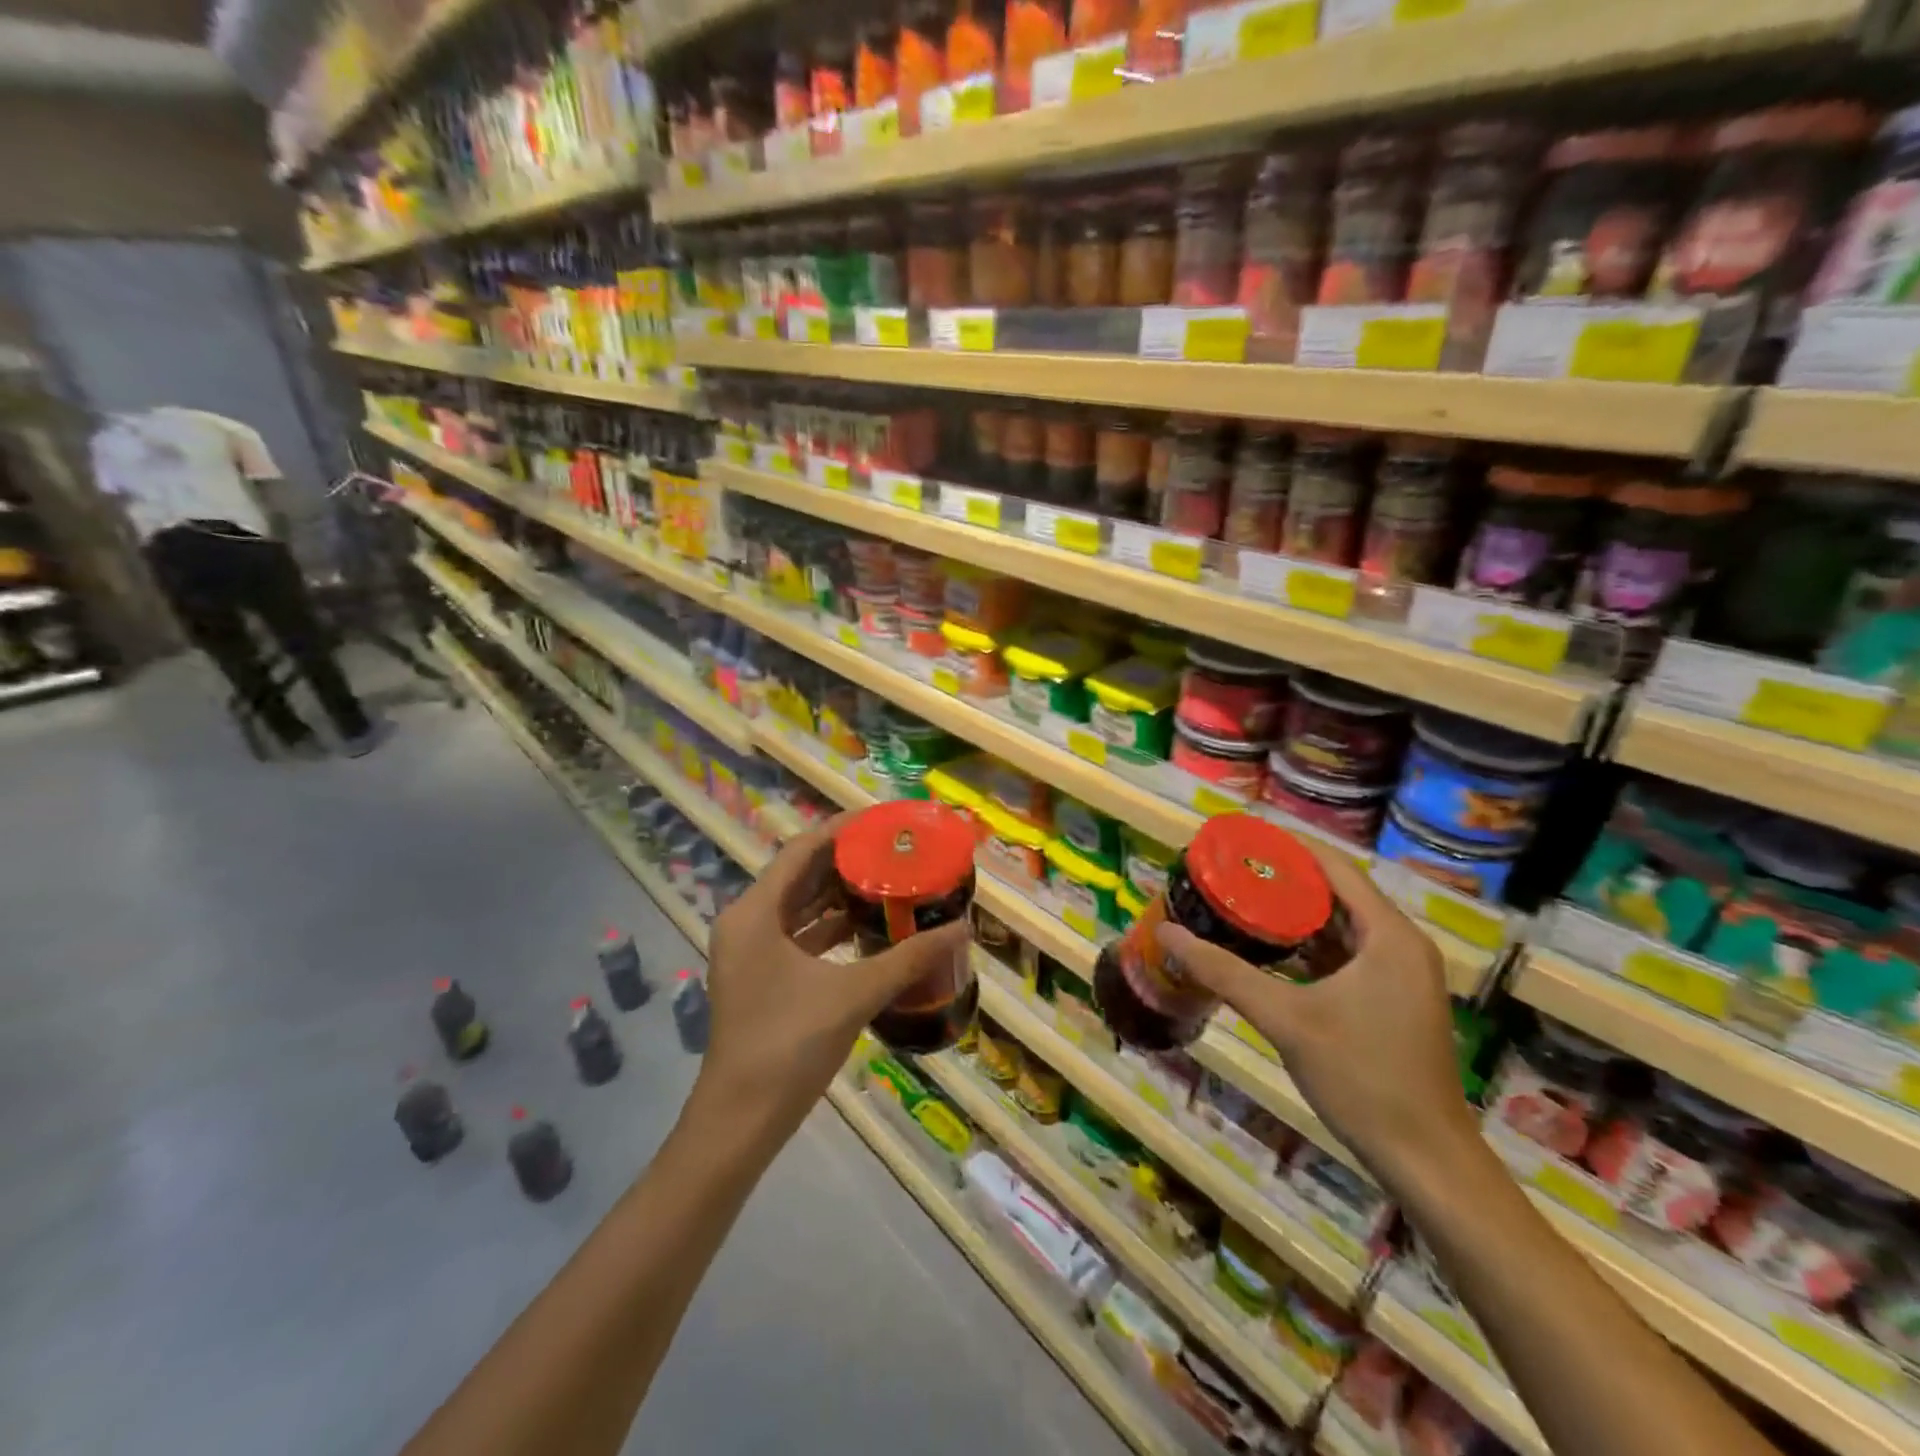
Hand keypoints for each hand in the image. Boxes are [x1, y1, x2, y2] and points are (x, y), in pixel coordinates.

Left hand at [699, 814, 969, 1132]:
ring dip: (840, 894)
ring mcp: (751, 951)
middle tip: (894, 849)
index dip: (842, 830)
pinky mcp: (760, 976)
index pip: (801, 850)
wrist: (740, 1121)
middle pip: (800, 875)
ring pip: (799, 906)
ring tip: (888, 879)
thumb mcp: (853, 995)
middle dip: (846, 861)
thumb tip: (961, 930)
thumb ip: (908, 959)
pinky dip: (831, 927)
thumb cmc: (788, 1045)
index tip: (883, 820)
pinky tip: (869, 927)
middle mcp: (747, 922)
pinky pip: (799, 935)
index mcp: (755, 912)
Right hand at [1157, 843, 1475, 1186]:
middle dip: (1283, 879)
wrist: (1425, 1160)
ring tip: (1239, 899)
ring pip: (1339, 926)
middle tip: (1229, 870)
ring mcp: (1399, 975)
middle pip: (1336, 893)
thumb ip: (1224, 972)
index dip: (1287, 848)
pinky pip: (1344, 954)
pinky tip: (1266, 948)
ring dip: (1293, 914)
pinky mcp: (1391, 1000)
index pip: (1335, 868)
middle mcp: (1399, 944)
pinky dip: (1307, 946)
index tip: (1240, 838)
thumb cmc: (1362, 1078)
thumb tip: (1167, 933)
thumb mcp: (1285, 1019)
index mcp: (1388, 935)